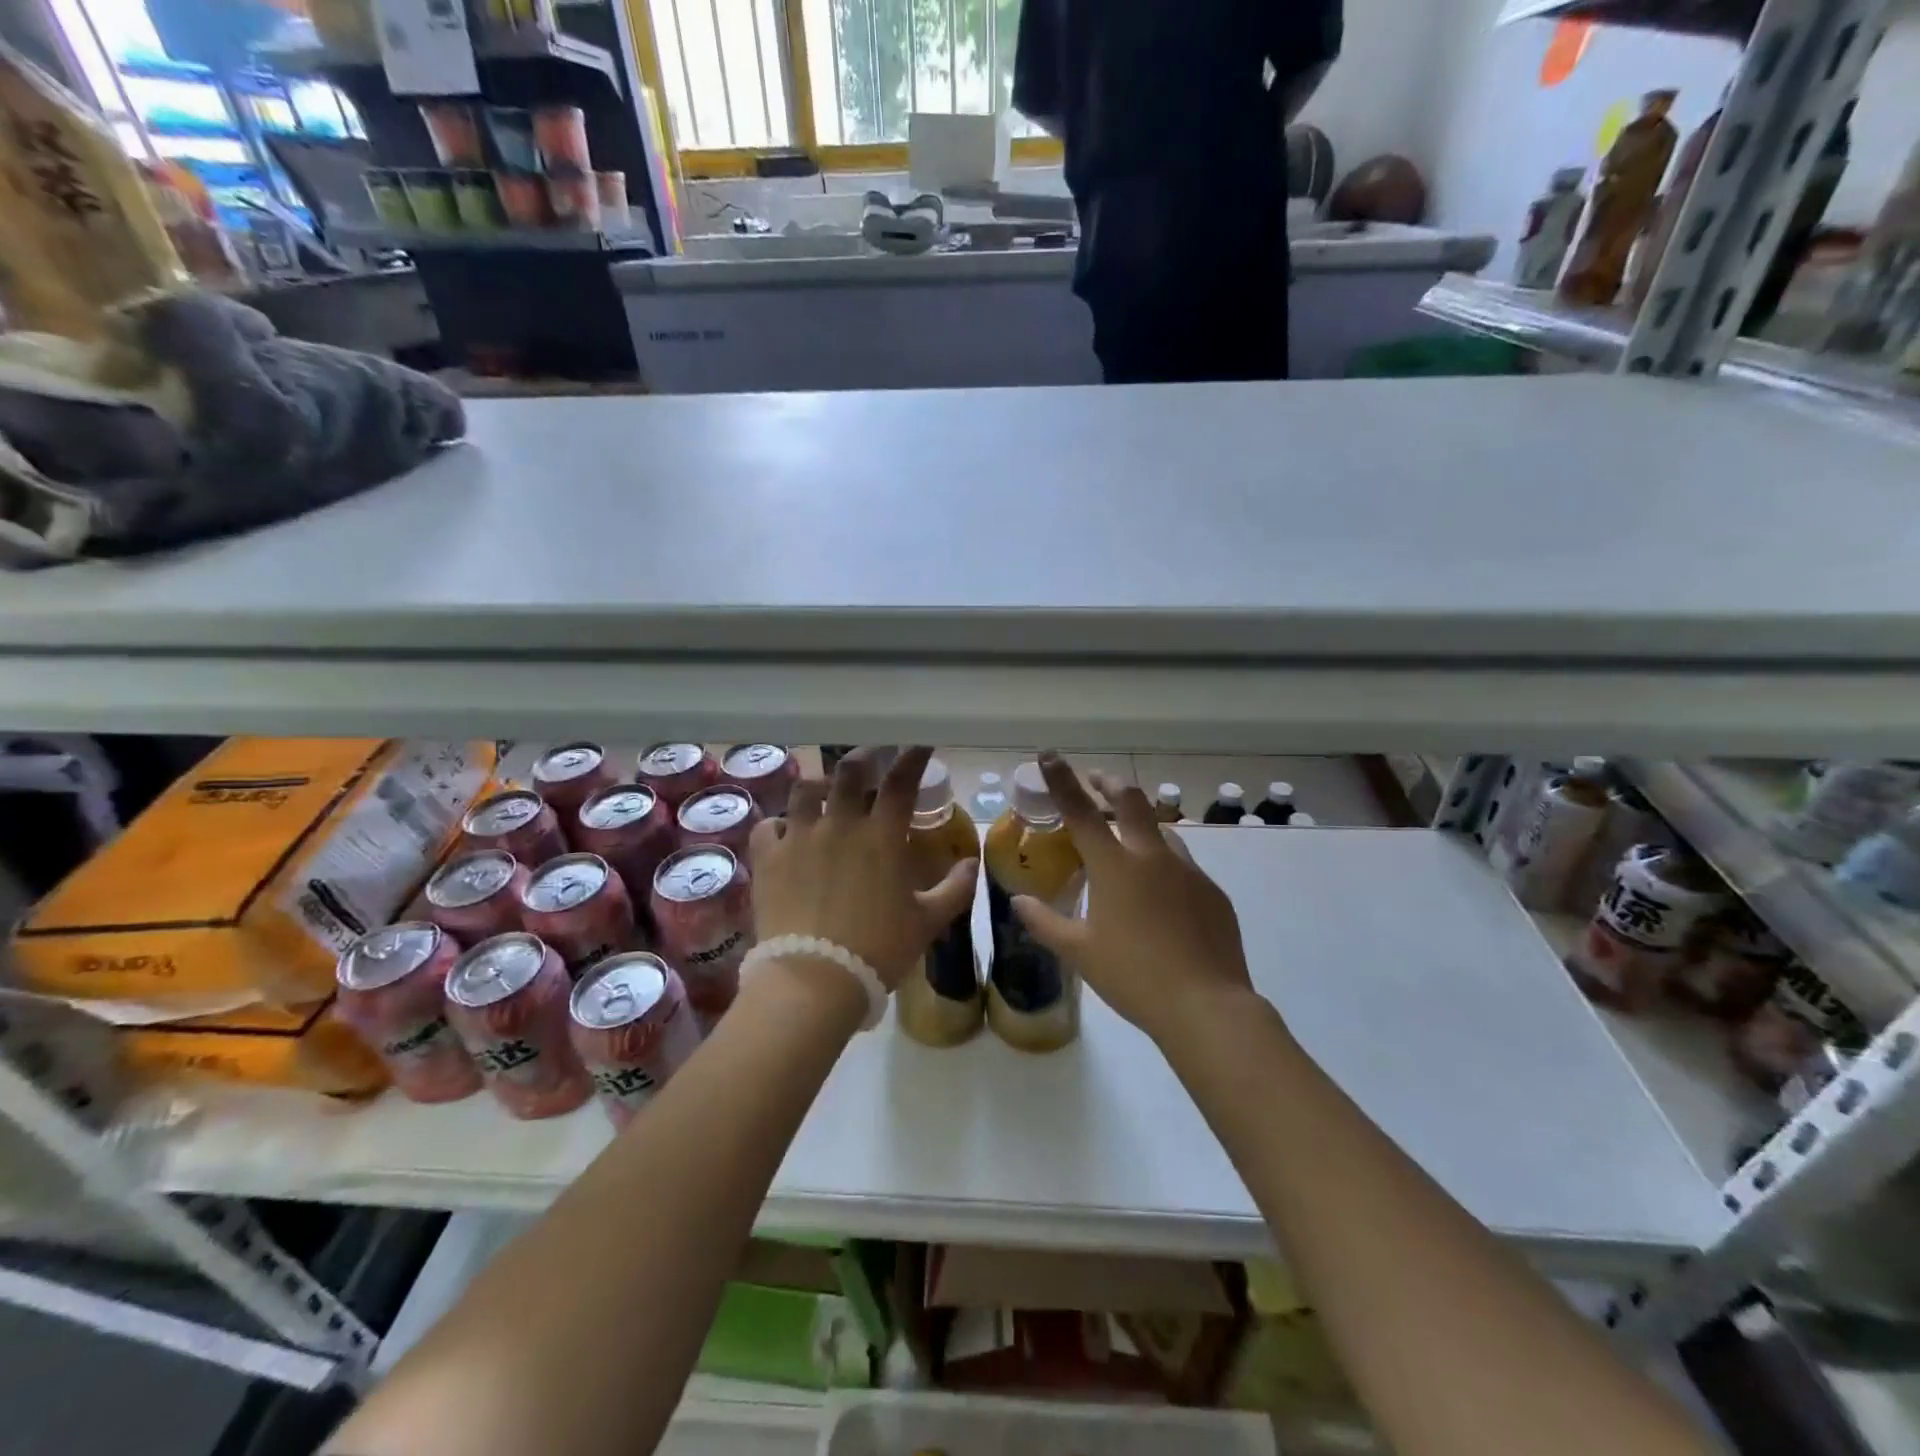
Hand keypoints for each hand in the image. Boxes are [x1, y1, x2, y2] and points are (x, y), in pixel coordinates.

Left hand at [748, 746, 978, 994]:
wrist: (814, 979)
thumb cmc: (879, 949)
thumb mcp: (927, 922)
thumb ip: (954, 889)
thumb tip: (972, 862)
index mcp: (882, 836)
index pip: (901, 782)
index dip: (913, 758)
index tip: (920, 745)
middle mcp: (840, 824)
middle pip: (849, 771)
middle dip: (863, 757)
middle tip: (870, 757)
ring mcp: (799, 837)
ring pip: (805, 790)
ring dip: (819, 786)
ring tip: (824, 792)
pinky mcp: (768, 858)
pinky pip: (768, 826)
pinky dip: (778, 825)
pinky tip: (784, 833)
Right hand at [1013, 752, 1255, 1047]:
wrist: (1206, 1007)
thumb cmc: (1133, 976)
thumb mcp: (1079, 952)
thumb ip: (1045, 922)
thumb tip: (1018, 902)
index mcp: (1115, 866)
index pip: (1081, 810)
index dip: (1062, 779)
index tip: (1049, 754)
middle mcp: (1153, 856)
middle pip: (1130, 800)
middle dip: (1108, 783)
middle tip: (1095, 781)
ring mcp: (1188, 871)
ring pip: (1161, 830)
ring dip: (1139, 825)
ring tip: (1127, 842)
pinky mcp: (1213, 892)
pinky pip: (1183, 866)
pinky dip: (1163, 865)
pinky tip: (1160, 897)